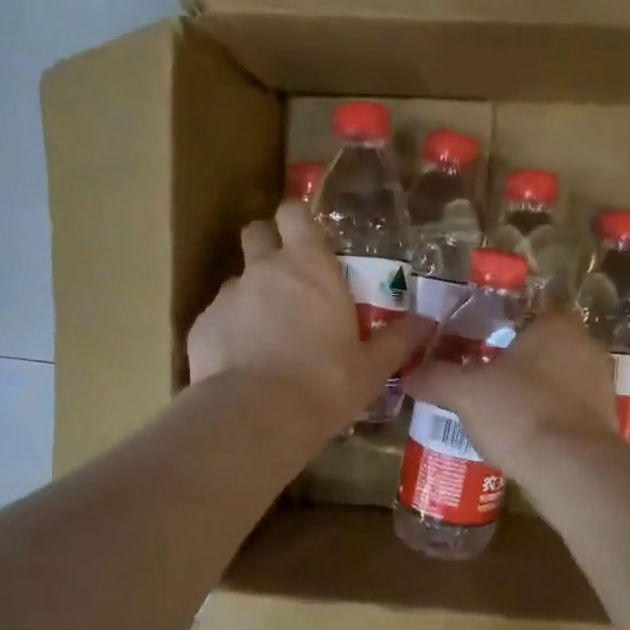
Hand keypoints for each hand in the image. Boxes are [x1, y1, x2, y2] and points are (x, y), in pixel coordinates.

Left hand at [187, 201, 429, 436]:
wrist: (258, 416)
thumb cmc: (326, 383)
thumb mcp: (371, 367)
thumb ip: (398, 340)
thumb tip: (427, 323)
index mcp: (310, 267)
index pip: (294, 213)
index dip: (296, 218)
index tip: (304, 234)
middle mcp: (264, 270)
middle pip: (256, 233)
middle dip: (266, 245)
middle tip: (285, 278)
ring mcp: (228, 296)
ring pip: (237, 281)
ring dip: (250, 297)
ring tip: (265, 336)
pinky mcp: (202, 326)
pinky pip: (218, 319)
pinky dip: (229, 332)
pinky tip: (242, 364)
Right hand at [403, 309, 619, 477]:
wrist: (573, 471)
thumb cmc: (520, 412)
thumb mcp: (465, 392)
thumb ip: (435, 377)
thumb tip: (408, 374)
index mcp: (556, 324)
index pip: (523, 312)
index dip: (494, 326)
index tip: (470, 345)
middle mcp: (585, 346)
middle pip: (539, 348)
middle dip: (511, 362)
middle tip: (477, 377)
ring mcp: (600, 385)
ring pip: (553, 380)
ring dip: (528, 392)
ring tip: (494, 410)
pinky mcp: (604, 421)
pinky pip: (565, 411)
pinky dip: (544, 418)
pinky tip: (519, 435)